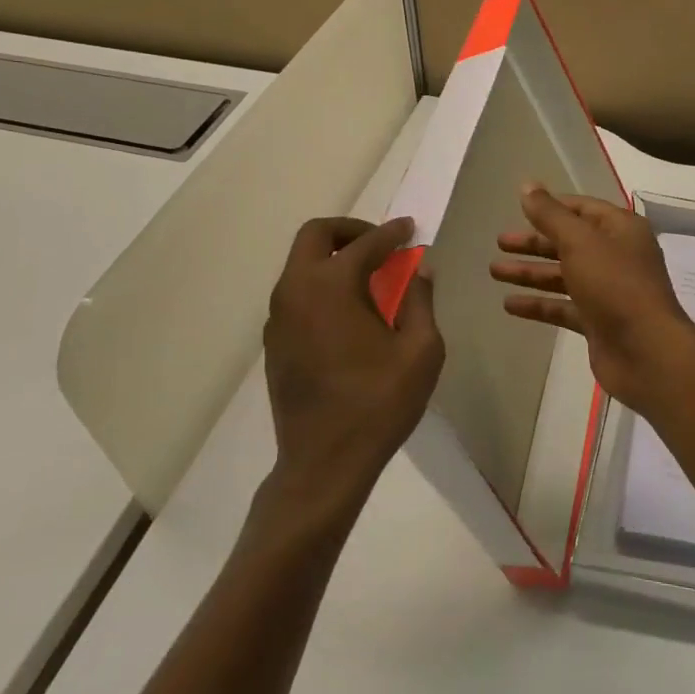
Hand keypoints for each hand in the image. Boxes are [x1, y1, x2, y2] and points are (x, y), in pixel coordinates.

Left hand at [262, 217, 444, 511]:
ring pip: (301, 263)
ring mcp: (278, 317)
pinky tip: (348, 313)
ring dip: (333, 257)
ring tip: (370, 278)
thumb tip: (419, 270)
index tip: (410, 229)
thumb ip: (420, 301)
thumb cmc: (379, 404)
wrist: (324, 464)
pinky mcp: (273, 342)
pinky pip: (296, 293)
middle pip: (315, 235)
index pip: (366, 243)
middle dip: (350, 230)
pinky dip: (321, 284)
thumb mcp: (421, 351)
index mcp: (331, 286)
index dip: (392, 233)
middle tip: (381, 244)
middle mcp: (297, 291)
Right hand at [490, 183, 694, 414]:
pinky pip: (563, 307)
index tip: (521, 207)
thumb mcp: (580, 241)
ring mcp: (608, 291)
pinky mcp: (598, 321)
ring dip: (530, 272)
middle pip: (569, 242)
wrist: (646, 351)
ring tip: (494, 271)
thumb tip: (527, 185)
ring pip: (563, 275)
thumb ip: (550, 215)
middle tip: (500, 242)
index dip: (553, 206)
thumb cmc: (615, 284)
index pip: (583, 209)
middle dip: (534, 242)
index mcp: (621, 229)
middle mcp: (617, 256)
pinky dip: (539, 304)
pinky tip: (509, 304)